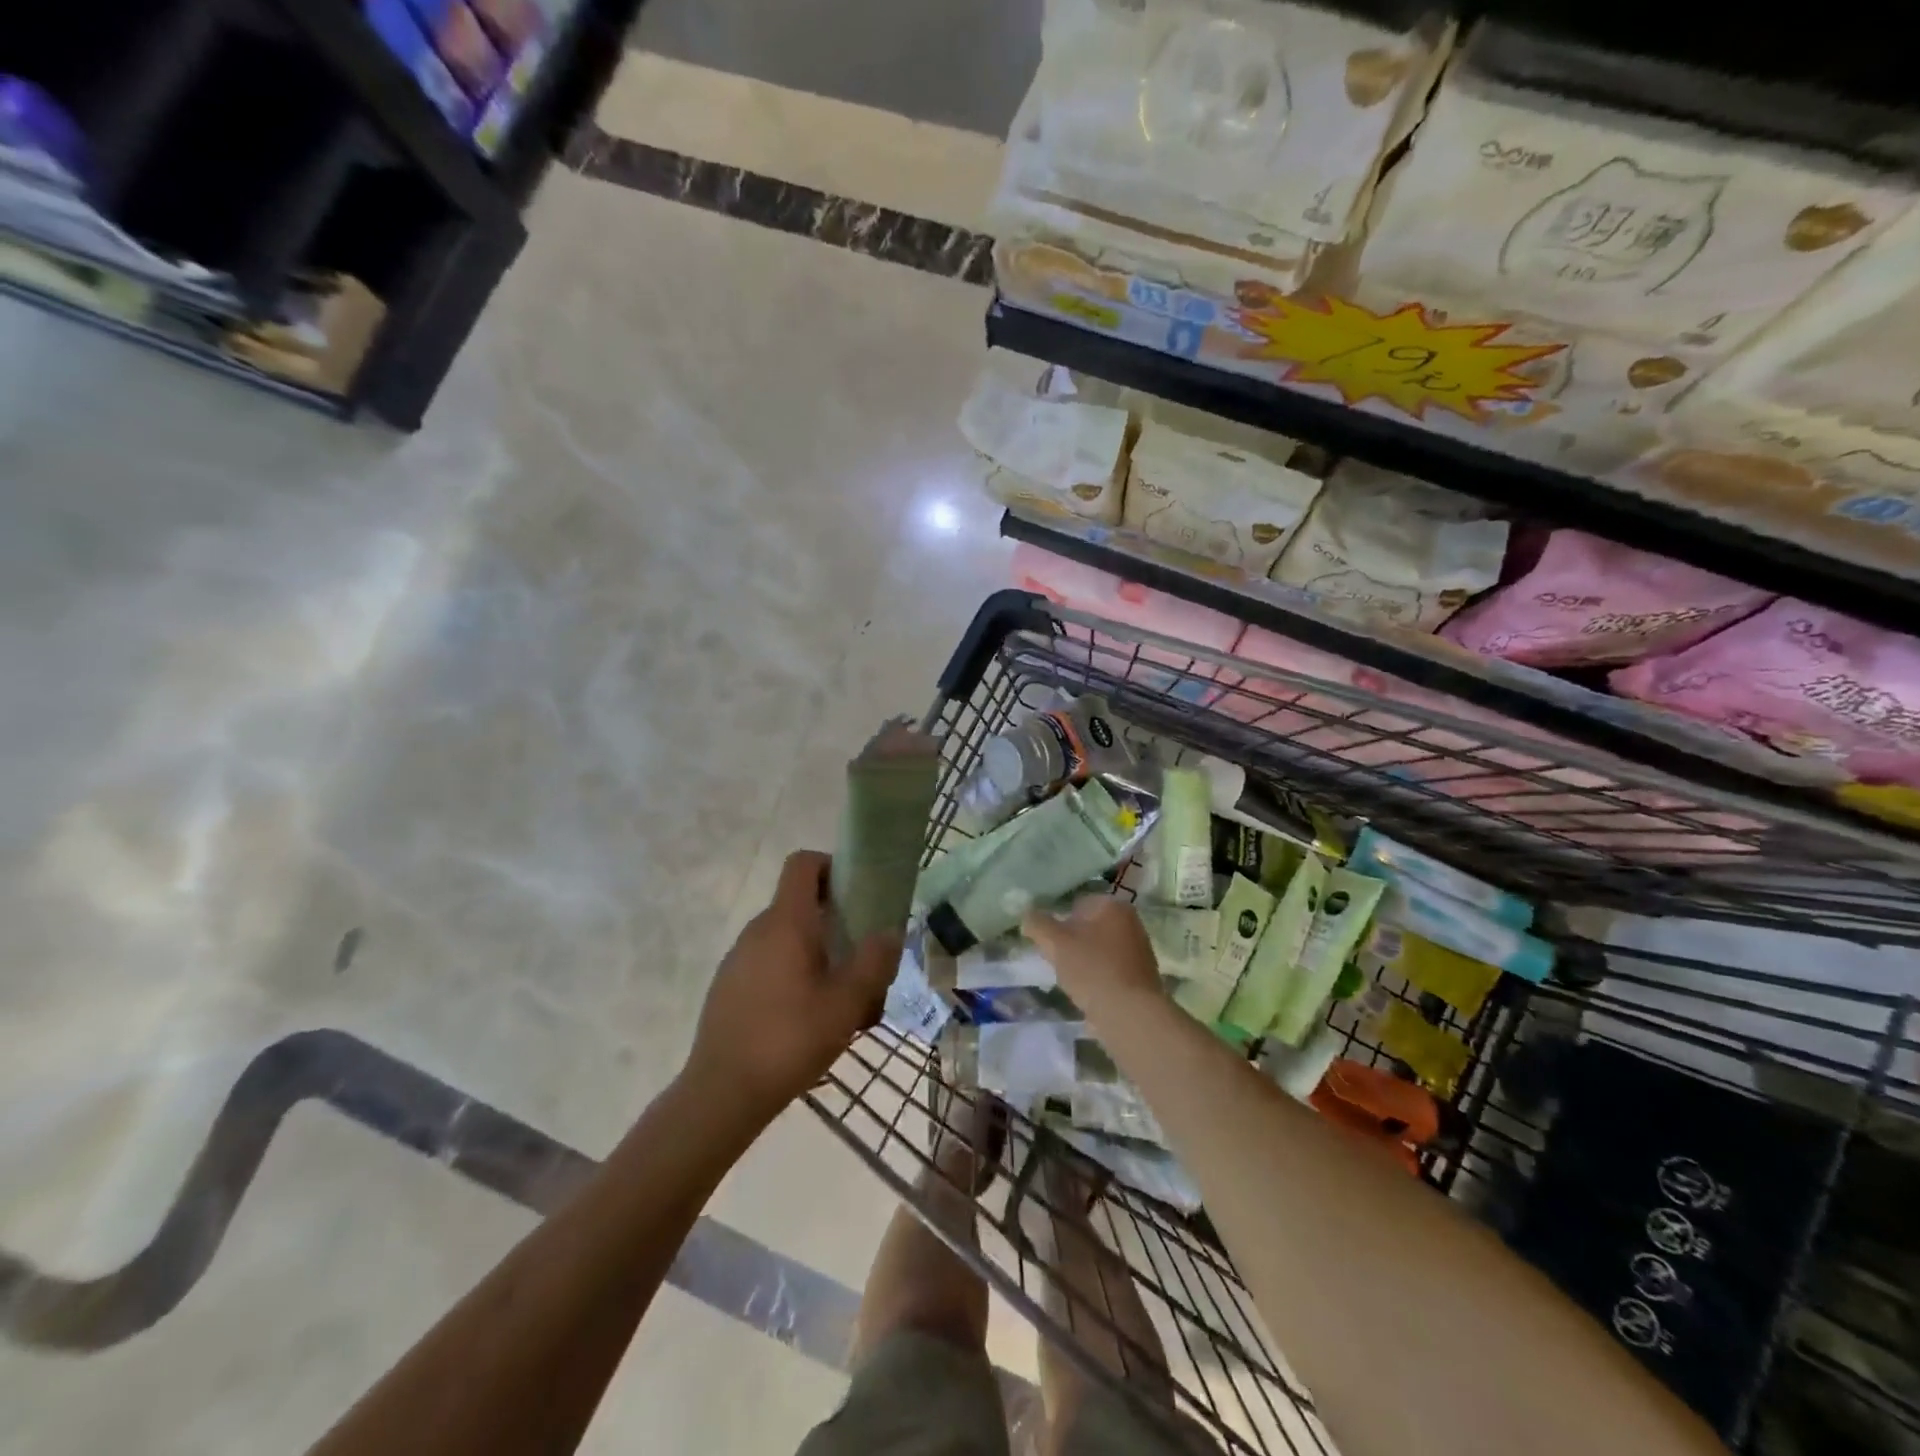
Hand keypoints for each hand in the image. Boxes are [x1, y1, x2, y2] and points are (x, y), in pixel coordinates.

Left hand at [685, 850, 901, 1120]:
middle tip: (862, 962)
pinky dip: (794, 977)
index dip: (831, 866)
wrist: (722, 1094)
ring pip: (787, 940)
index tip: (857, 894)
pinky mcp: (729, 987)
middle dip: (836, 924)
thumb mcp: (847, 1002)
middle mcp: (757, 930)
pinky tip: (808, 1021)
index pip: (803, 864)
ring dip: (818, 956)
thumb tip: (890, 931)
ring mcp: (738, 959)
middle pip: (801, 904)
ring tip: (842, 1002)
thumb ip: (874, 961)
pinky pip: (769, 965)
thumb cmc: (790, 1039)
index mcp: (786, 922)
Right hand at [1022, 895, 1163, 1011]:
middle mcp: (1131, 922)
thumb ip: (1037, 924)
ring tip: (1072, 980)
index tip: (1050, 943)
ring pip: (1100, 949)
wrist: (1130, 1014)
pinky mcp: (1142, 976)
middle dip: (1072, 942)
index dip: (1059, 922)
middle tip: (1058, 961)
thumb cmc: (1092, 969)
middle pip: (1089, 927)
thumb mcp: (1055, 942)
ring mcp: (1140, 949)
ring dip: (1084, 960)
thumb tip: (1027, 916)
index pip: (1077, 904)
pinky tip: (1089, 993)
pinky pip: (1111, 969)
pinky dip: (1098, 977)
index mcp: (1113, 906)